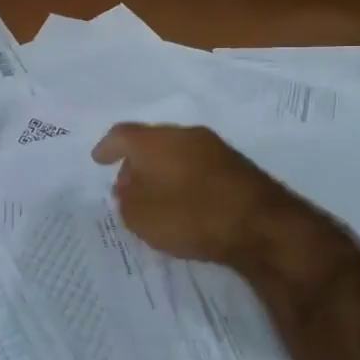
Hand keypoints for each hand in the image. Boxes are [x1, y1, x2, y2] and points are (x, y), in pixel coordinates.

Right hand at [91, 123, 317, 270]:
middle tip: (126, 187)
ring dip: (162, 172)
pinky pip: (198, 166)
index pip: (122, 135)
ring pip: (177, 153)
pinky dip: (184, 180)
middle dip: (135, 163)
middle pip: (151, 142)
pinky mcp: (236, 165)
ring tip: (156, 198)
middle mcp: (184, 134)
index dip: (107, 148)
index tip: (98, 160)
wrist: (261, 224)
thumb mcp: (141, 217)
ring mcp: (214, 147)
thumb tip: (130, 190)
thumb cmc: (191, 216)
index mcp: (154, 140)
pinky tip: (185, 202)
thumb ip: (127, 201)